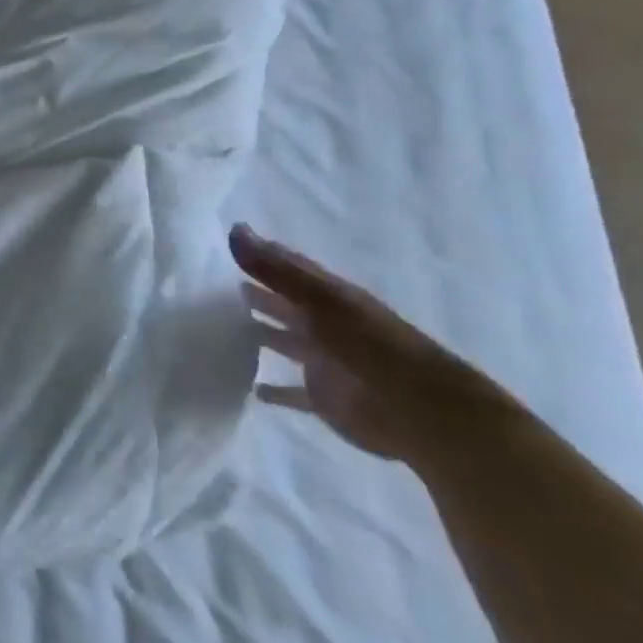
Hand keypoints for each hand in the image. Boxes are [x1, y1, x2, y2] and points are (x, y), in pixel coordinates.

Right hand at [231, 224, 515, 464]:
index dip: (265, 256)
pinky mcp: (324, 398)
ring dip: (262, 335)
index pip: (292, 270)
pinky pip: (292, 392)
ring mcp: (326, 363)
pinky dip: (275, 390)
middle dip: (260, 295)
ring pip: (286, 343)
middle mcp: (327, 327)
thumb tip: (233, 228)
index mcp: (331, 298)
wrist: (423, 413)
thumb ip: (275, 269)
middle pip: (287, 306)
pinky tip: (253, 389)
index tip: (231, 241)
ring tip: (225, 328)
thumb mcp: (320, 300)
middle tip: (220, 285)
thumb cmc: (370, 346)